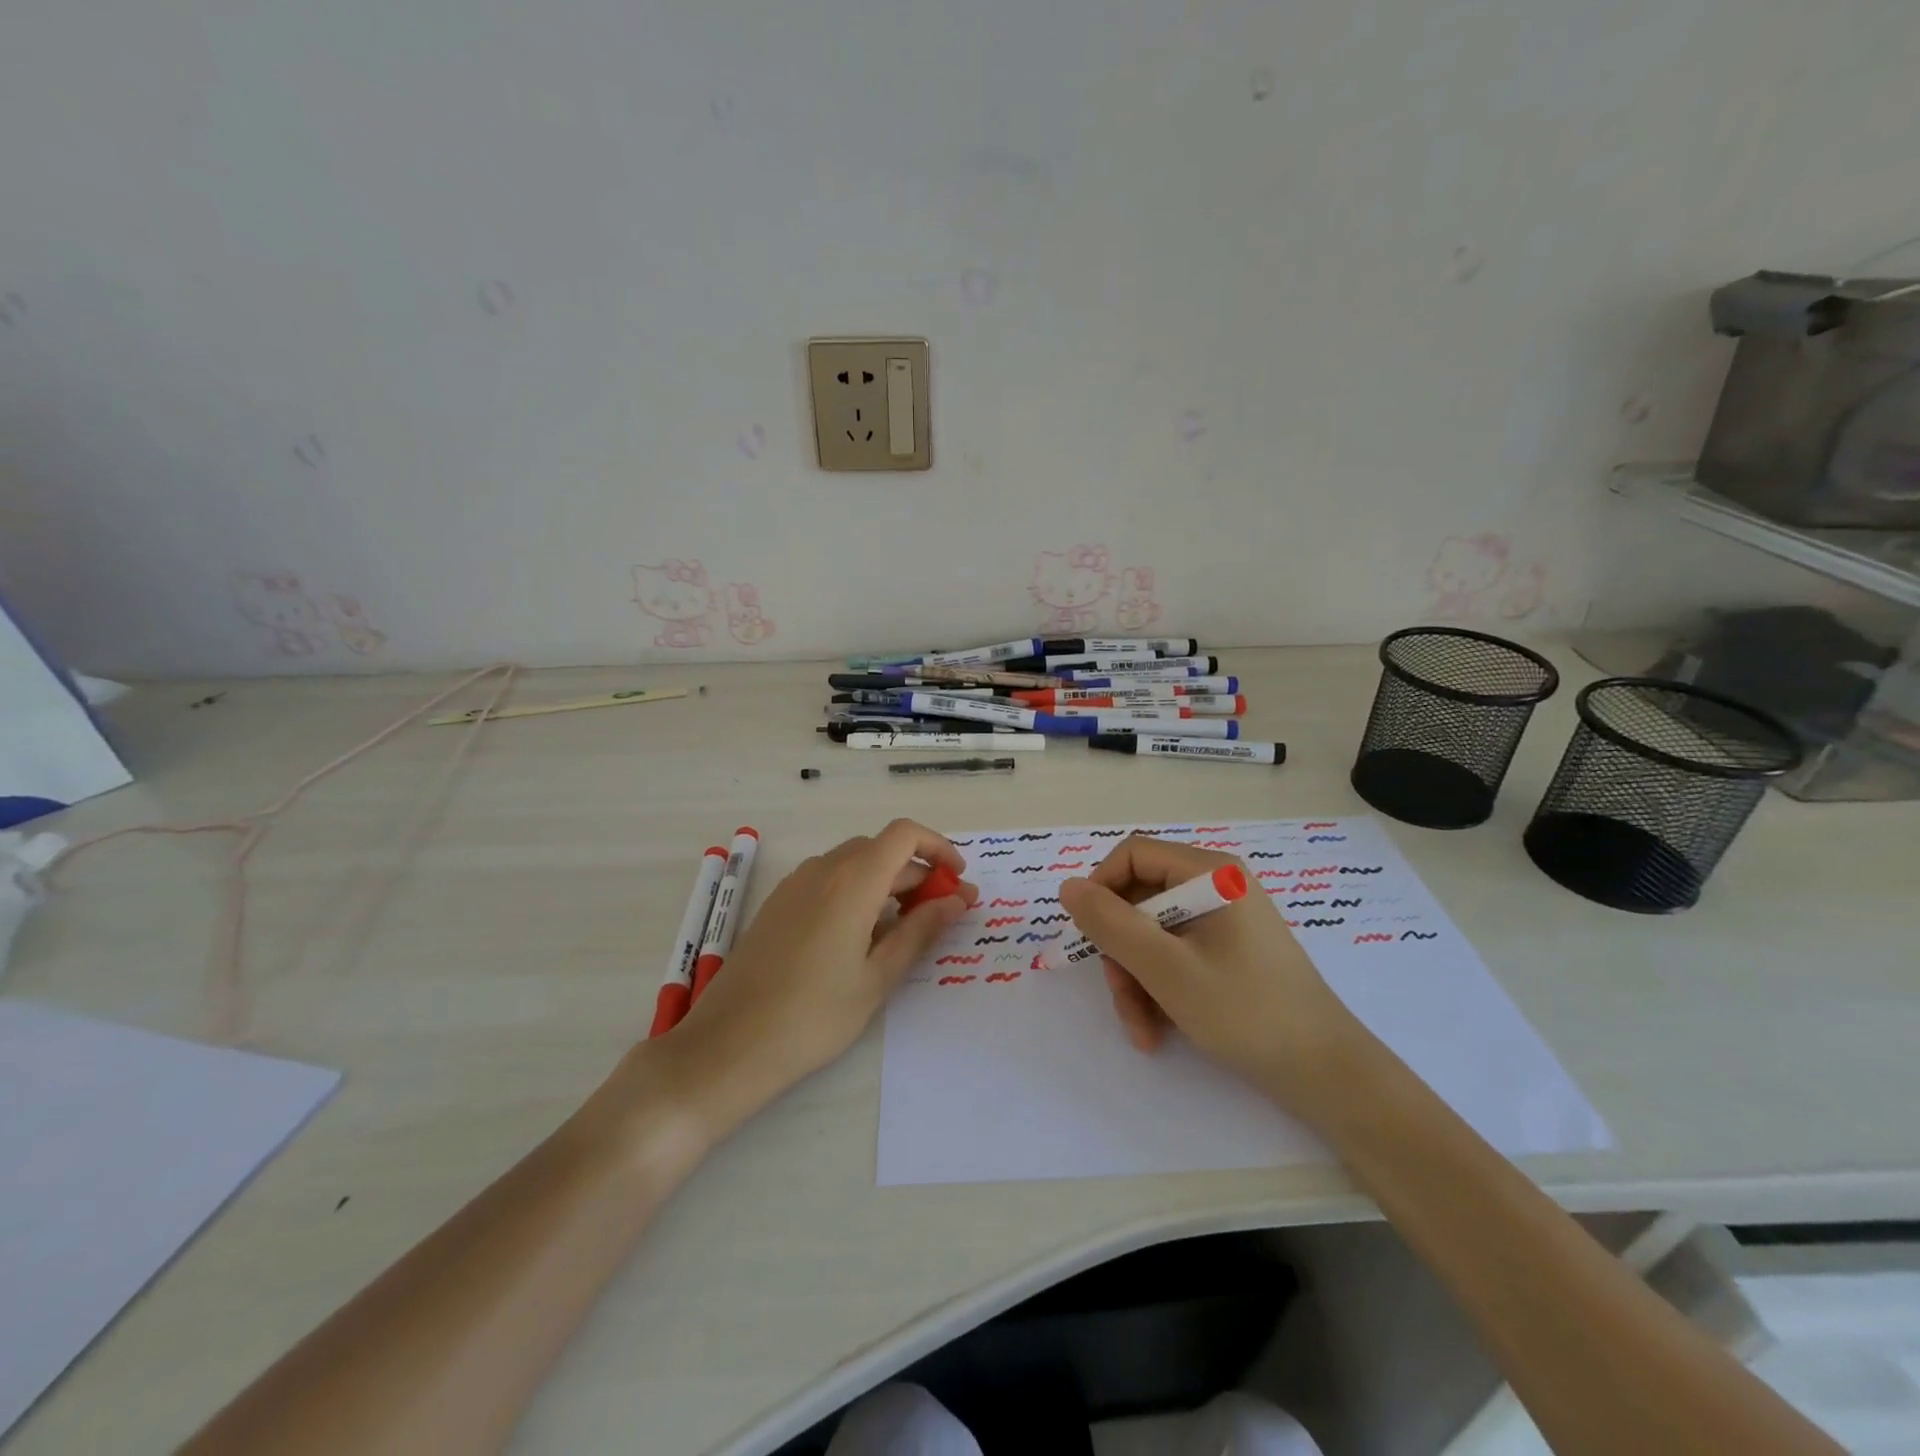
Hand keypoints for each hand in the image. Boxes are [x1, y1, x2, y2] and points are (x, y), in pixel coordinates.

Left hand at [663, 819, 975, 1126]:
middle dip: (918, 872)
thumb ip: (921, 931)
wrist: (728, 1045)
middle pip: (881, 849)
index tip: (958, 880)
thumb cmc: (813, 1016)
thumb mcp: (877, 978)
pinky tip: (860, 937)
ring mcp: (795, 885)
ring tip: (904, 929)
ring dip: (887, 882)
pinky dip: (857, 892)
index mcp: (852, 881)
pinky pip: (828, 880)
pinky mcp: (778, 904)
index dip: (938, 847)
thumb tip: (957, 899)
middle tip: (941, 914)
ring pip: (854, 864)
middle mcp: (823, 870)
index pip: (904, 834)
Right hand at [1057, 835, 1363, 1106]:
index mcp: (1211, 872)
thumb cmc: (1247, 1011)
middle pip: (1140, 900)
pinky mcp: (1228, 951)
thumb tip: (1067, 887)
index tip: (1088, 935)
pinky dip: (1159, 988)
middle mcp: (1217, 886)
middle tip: (1122, 999)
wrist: (1327, 1075)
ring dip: (1136, 980)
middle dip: (1122, 953)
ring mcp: (1224, 920)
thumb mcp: (1166, 968)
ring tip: (1142, 1030)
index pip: (1133, 854)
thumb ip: (1111, 924)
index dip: (1101, 888)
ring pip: (1152, 934)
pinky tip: (1159, 1031)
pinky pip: (1175, 955)